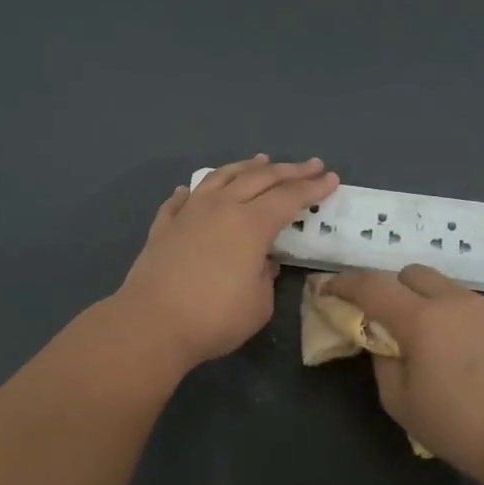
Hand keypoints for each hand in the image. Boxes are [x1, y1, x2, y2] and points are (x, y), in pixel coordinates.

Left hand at [113, 156, 339, 372]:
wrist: (151, 324)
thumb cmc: (214, 318)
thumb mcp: (258, 304)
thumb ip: (266, 277)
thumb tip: (263, 261)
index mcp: (251, 224)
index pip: (289, 198)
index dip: (313, 188)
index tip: (331, 178)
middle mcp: (221, 208)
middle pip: (259, 179)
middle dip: (289, 170)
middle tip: (311, 165)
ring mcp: (189, 213)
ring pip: (220, 178)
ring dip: (244, 167)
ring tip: (260, 160)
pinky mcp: (163, 227)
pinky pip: (180, 200)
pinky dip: (193, 191)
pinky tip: (192, 189)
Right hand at [324, 264, 483, 478]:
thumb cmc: (461, 429)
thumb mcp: (401, 403)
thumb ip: (383, 362)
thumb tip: (385, 341)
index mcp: (422, 320)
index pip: (372, 286)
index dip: (346, 283)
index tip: (331, 288)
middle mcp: (457, 301)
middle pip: (414, 274)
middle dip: (395, 289)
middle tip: (393, 319)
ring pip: (452, 291)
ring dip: (436, 307)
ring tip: (445, 346)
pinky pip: (483, 309)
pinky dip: (470, 323)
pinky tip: (482, 359)